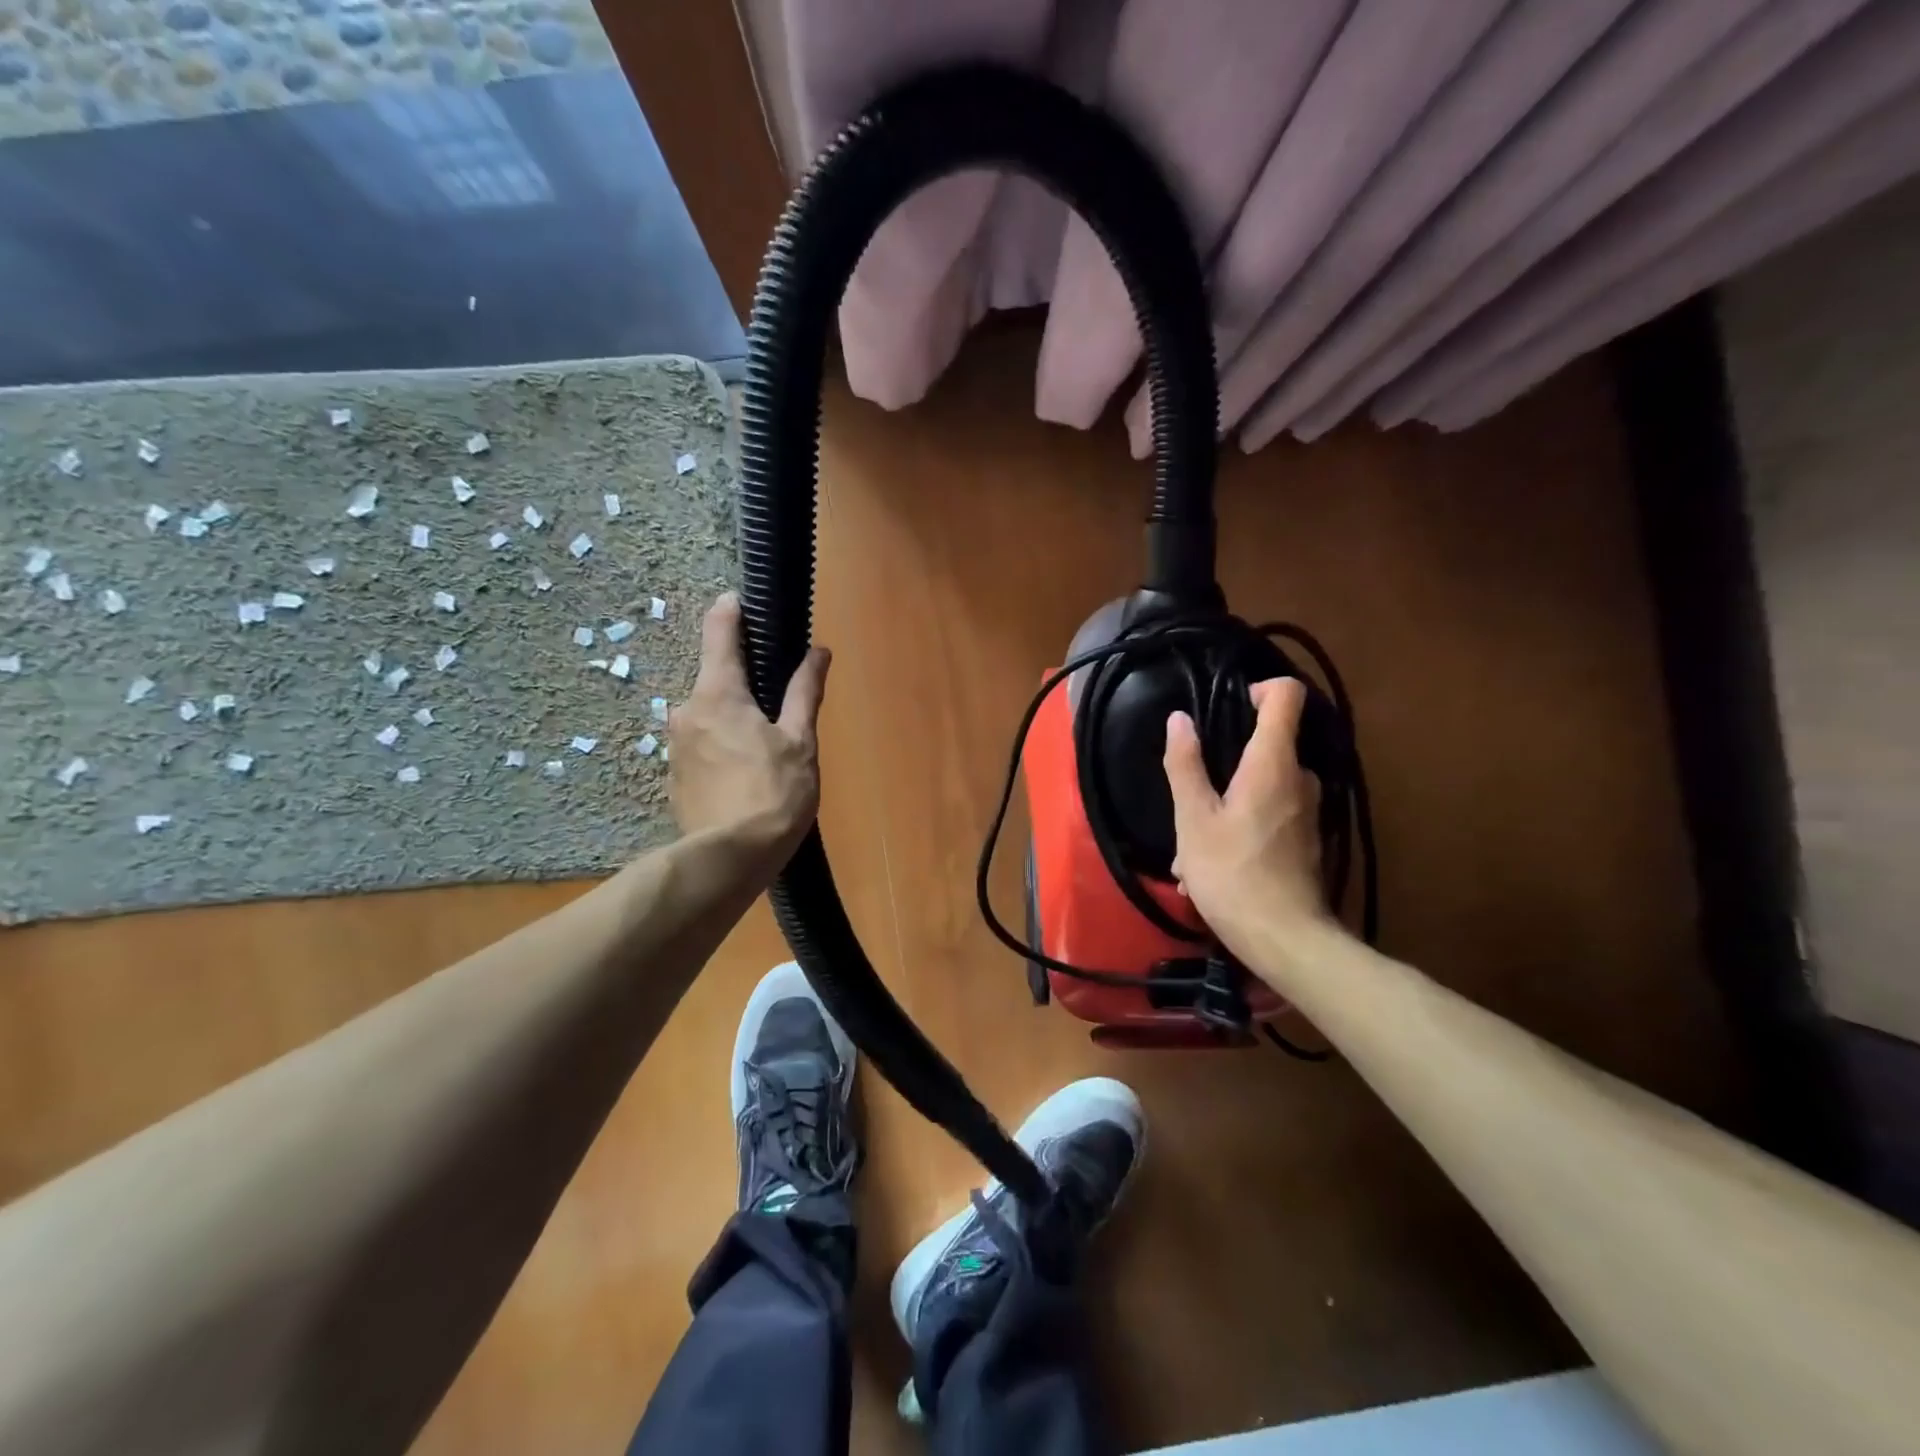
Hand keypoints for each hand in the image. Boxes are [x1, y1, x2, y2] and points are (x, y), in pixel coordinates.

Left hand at [668, 592, 829, 868]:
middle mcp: (686, 711)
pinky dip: (724, 744)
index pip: (719, 631)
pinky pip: (703, 744)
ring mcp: (676, 745)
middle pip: (716, 677)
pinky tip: (747, 771)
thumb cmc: (773, 794)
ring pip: (709, 714)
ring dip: (735, 715)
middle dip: (745, 678)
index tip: (746, 600)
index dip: (732, 610)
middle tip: (778, 695)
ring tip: (768, 742)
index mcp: (717, 693)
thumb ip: (804, 692)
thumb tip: (818, 651)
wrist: (729, 860)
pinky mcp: (676, 776)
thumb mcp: (799, 741)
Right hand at [1162, 677, 1328, 961]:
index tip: (1228, 705)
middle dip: (1230, 759)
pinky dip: (1244, 824)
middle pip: (1272, 742)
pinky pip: (1272, 814)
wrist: (1285, 939)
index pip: (1287, 697)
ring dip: (1230, 800)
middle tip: (1194, 791)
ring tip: (1193, 841)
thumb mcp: (1193, 818)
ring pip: (1266, 784)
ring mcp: (1309, 811)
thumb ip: (1185, 764)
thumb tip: (1180, 718)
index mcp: (1274, 763)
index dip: (1260, 688)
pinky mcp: (1308, 839)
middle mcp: (1301, 778)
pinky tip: (1212, 863)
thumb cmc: (1232, 873)